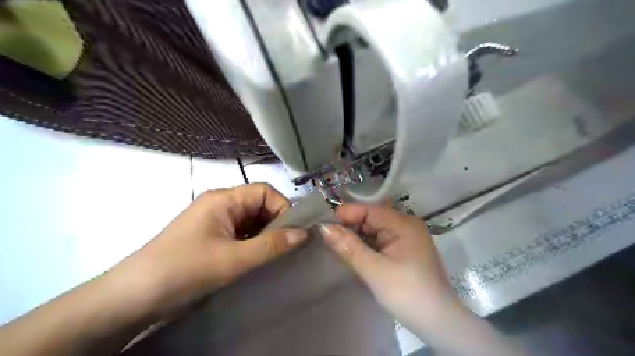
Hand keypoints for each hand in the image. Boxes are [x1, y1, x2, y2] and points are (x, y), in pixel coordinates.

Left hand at [120, 183, 309, 317]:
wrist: (134, 297)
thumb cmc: (185, 270)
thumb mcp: (234, 259)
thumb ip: (271, 246)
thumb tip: (304, 234)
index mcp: (223, 199)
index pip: (264, 191)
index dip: (282, 207)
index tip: (292, 232)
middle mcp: (220, 204)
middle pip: (258, 204)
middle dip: (275, 222)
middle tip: (285, 246)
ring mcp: (214, 220)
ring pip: (250, 220)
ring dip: (264, 234)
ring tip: (273, 254)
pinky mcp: (210, 236)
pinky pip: (240, 232)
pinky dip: (253, 242)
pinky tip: (257, 258)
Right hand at [320, 206, 459, 333]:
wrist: (439, 323)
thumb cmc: (407, 294)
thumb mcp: (374, 270)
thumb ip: (348, 247)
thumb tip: (324, 227)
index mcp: (403, 224)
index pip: (369, 210)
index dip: (346, 214)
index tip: (325, 226)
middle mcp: (406, 225)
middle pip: (371, 218)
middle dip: (351, 227)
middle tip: (330, 240)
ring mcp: (407, 237)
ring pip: (375, 229)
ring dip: (357, 237)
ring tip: (340, 248)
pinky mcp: (405, 250)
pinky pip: (381, 240)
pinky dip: (367, 246)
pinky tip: (357, 254)